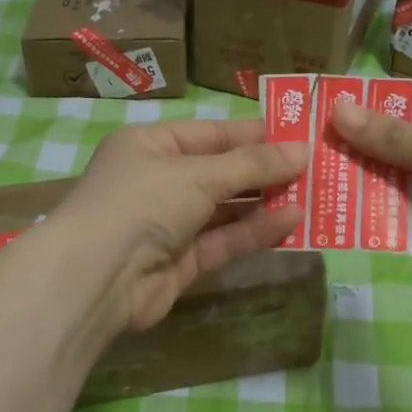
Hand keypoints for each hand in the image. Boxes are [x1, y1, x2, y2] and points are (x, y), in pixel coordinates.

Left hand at [48, 118, 308, 330]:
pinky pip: (223, 241)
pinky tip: (292, 221)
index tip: (298, 135)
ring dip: (266, 203)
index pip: (210, 134)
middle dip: (265, 171)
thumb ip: (252, 165)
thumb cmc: (142, 202)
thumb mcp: (199, 174)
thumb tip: (303, 150)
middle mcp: (159, 181)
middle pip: (221, 172)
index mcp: (151, 146)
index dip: (254, 134)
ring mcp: (169, 224)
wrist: (97, 278)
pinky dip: (255, 232)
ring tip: (313, 194)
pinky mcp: (181, 262)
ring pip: (226, 210)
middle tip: (314, 168)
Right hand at [331, 97, 411, 307]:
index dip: (389, 109)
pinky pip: (409, 219)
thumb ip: (394, 137)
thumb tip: (337, 111)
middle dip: (372, 149)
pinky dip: (383, 216)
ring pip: (407, 184)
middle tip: (320, 144)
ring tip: (321, 175)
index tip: (343, 110)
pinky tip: (343, 211)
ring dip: (372, 183)